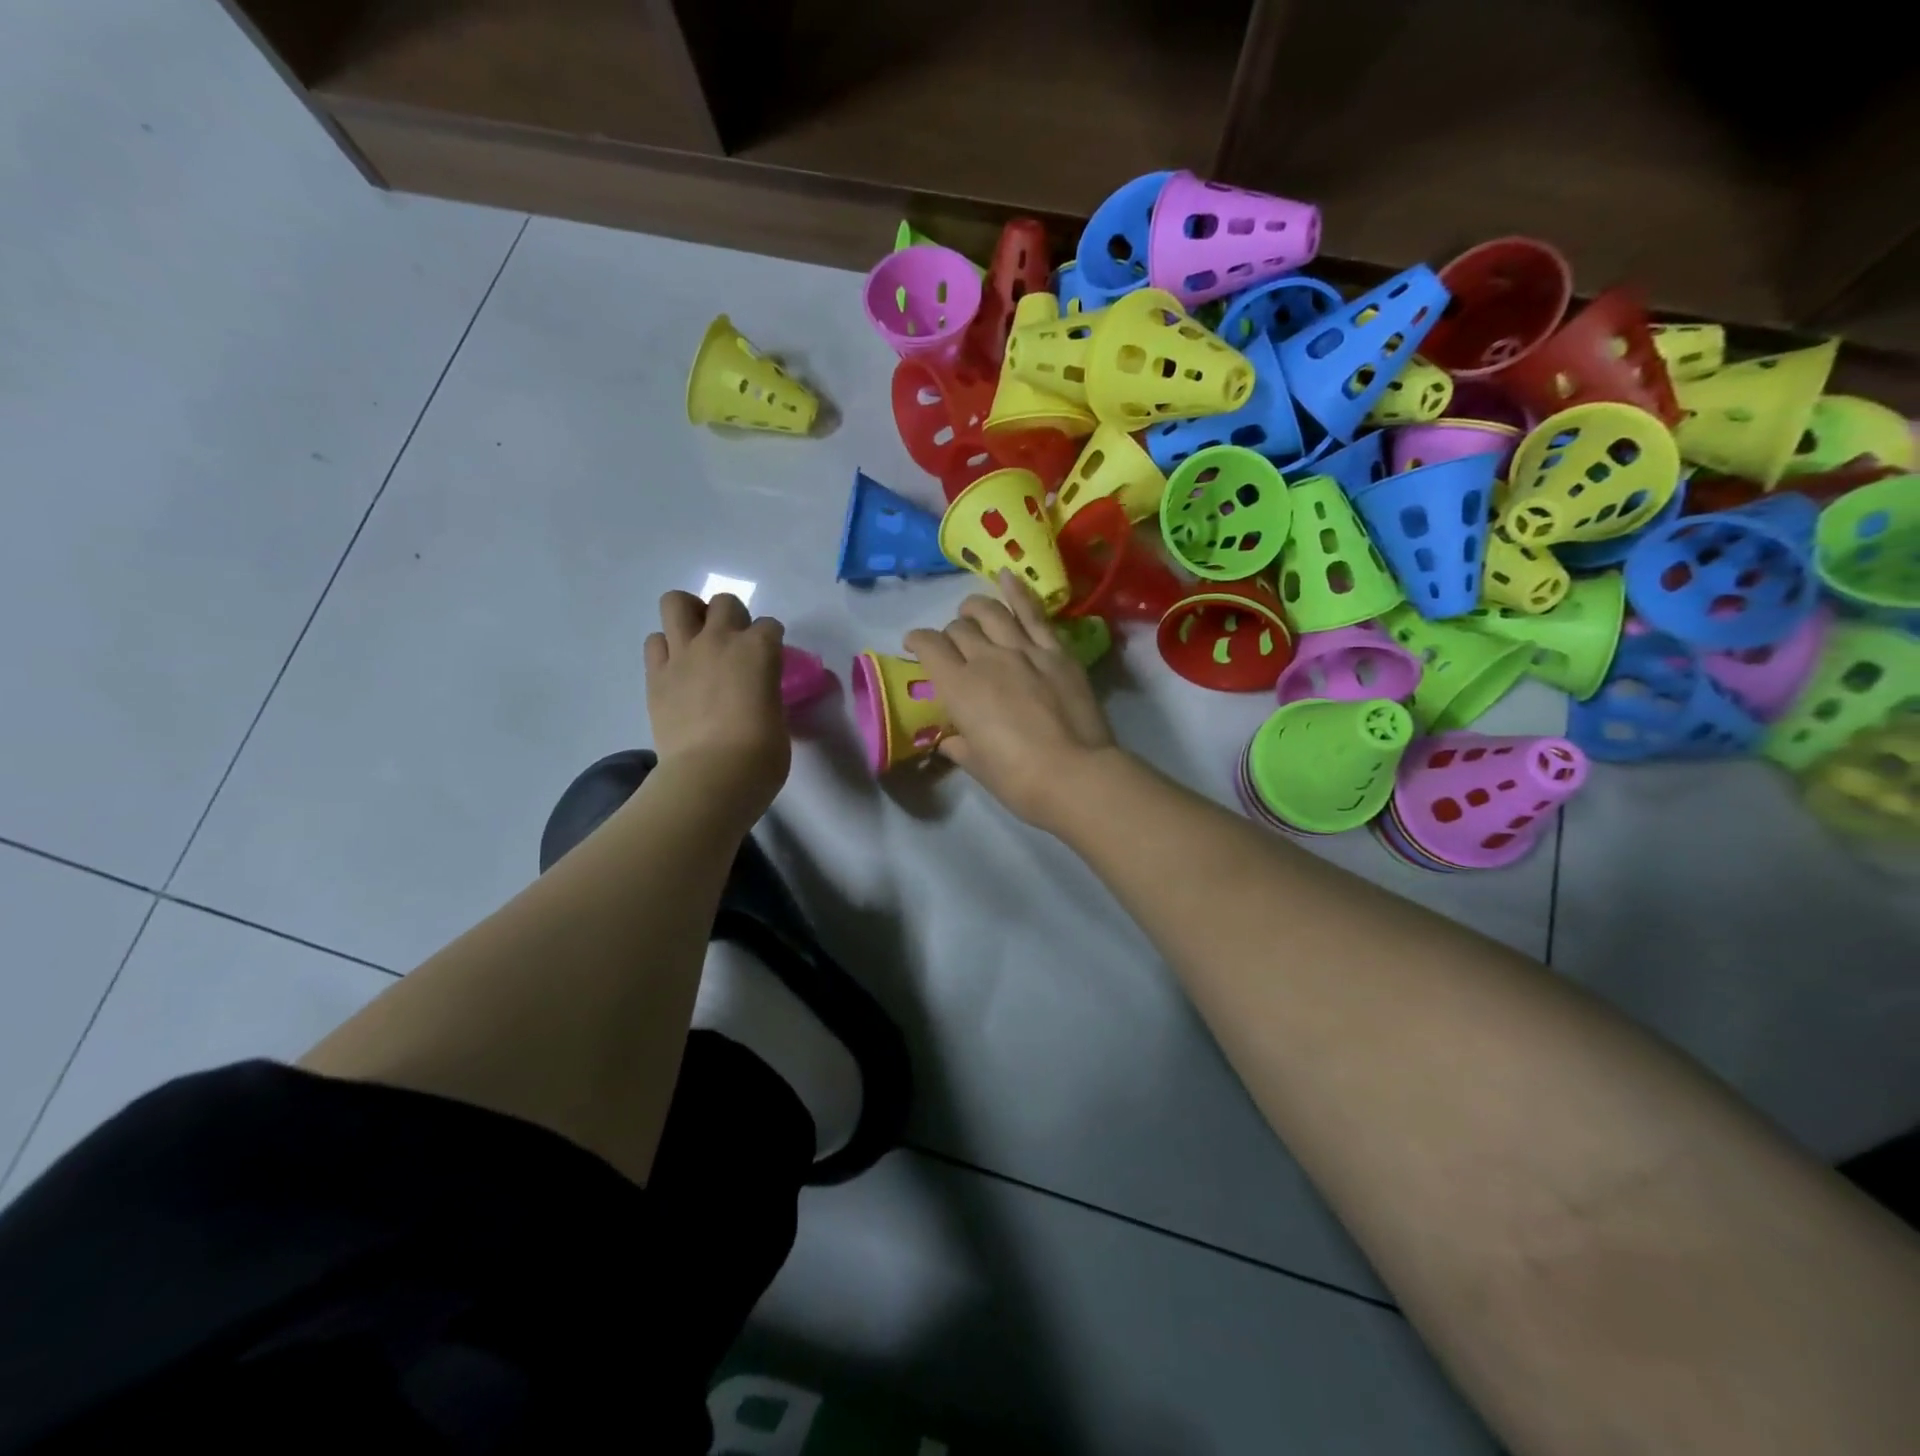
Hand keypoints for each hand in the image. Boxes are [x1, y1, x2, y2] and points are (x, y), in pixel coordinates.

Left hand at [645, 592, 788, 819]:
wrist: (713, 775)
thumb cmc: (761, 754)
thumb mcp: (778, 716)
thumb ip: (767, 693)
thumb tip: (757, 695)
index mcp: (760, 650)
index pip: (770, 626)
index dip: (770, 643)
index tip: (769, 662)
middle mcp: (721, 640)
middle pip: (725, 603)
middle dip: (732, 617)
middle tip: (733, 646)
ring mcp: (684, 654)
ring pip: (677, 603)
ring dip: (690, 616)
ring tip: (697, 641)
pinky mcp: (656, 675)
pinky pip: (654, 642)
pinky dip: (666, 649)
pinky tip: (677, 669)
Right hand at [905, 572, 1121, 832]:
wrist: (1075, 774)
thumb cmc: (1018, 779)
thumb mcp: (978, 766)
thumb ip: (960, 746)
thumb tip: (951, 741)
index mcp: (959, 687)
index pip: (929, 647)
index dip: (917, 641)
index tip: (914, 646)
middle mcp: (987, 658)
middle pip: (959, 629)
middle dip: (950, 634)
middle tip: (953, 647)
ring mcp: (1025, 650)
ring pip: (992, 613)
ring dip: (975, 608)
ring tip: (971, 610)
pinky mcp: (1057, 652)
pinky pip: (1034, 614)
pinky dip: (1018, 592)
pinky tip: (1008, 577)